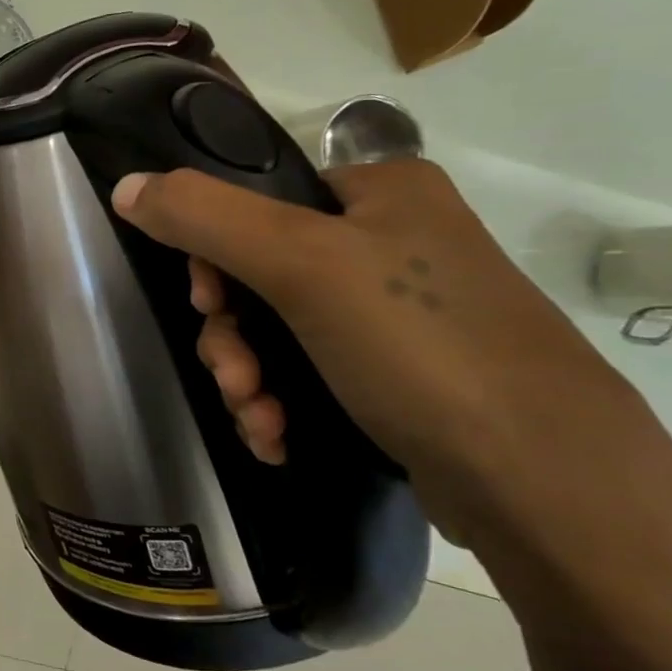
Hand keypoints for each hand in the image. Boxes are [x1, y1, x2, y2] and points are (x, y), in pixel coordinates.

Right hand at [110, 158, 634, 522]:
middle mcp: (390, 242)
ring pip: (277, 332)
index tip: (206, 303)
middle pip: (258, 274)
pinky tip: (275, 438)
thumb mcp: (300, 263)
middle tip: (233, 376)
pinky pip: (308, 373)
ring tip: (258, 418)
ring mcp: (396, 314)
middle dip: (231, 334)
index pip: (255, 201)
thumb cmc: (419, 345)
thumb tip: (125, 186)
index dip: (212, 253)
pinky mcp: (399, 377)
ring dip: (248, 376)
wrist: (545, 484)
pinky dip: (280, 403)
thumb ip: (203, 216)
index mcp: (378, 192)